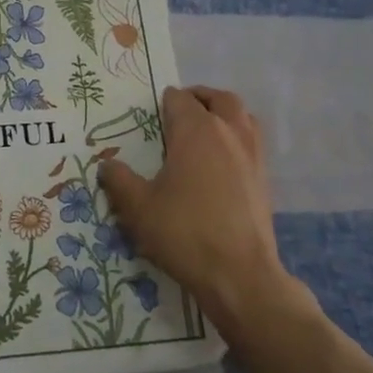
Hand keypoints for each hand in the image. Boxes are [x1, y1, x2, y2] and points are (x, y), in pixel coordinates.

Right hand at [98, 86, 309, 337]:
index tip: (149, 115)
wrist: (239, 274)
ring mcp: (252, 154)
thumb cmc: (184, 232)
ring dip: (223, 114)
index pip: (178, 99)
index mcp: (196, 130)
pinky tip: (220, 163)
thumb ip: (119, 180)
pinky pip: (251, 142)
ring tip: (203, 131)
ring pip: (241, 116)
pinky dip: (236, 139)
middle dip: (198, 99)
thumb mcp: (138, 208)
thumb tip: (107, 164)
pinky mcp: (264, 178)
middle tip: (178, 112)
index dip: (162, 102)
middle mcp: (228, 132)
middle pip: (218, 98)